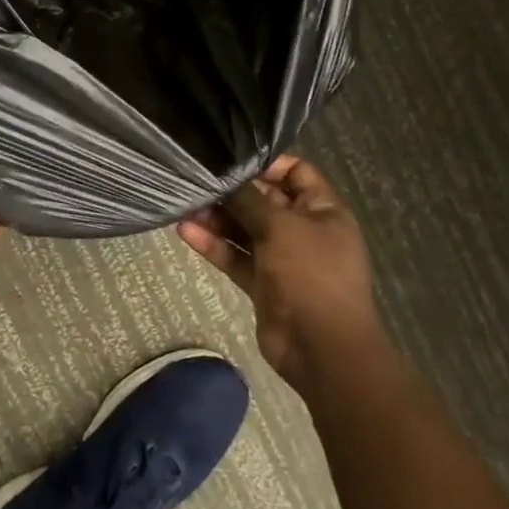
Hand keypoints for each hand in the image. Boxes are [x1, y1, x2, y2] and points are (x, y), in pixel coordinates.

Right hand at [177, 155, 381, 390]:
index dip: (266, 164)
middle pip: (265, 201)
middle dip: (233, 192)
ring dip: (217, 218)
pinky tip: (185, 231)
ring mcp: (282, 258)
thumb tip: (227, 177)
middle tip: (198, 181)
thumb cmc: (311, 275)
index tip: (231, 160)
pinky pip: (236, 257)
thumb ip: (251, 201)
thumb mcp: (282, 228)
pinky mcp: (262, 283)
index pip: (296, 172)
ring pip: (245, 230)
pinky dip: (214, 245)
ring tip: (185, 205)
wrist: (322, 349)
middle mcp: (303, 230)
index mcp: (323, 210)